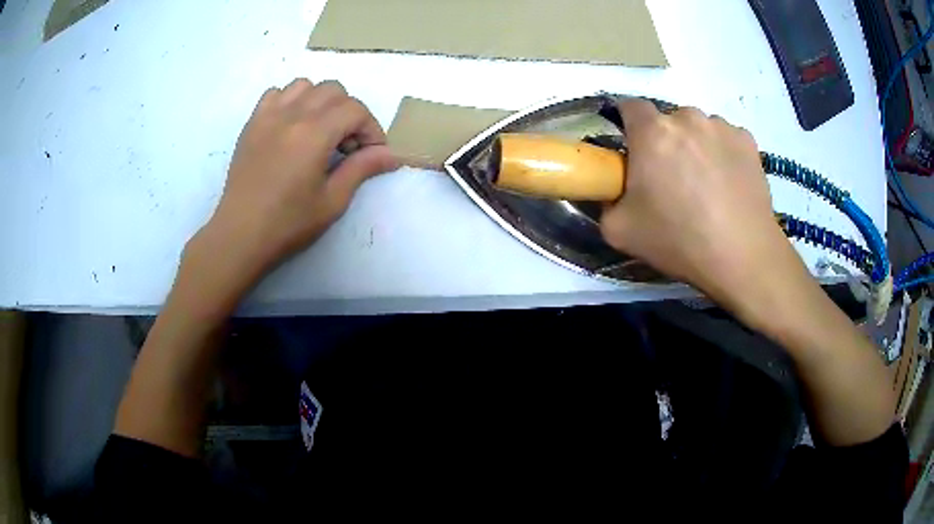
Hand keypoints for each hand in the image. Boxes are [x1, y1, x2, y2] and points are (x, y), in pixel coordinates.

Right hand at [600, 99, 807, 321]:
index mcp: (652, 132)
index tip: (633, 149)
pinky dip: (723, 154)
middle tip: (672, 179)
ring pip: (699, 128)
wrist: (743, 256)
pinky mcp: (747, 141)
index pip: (629, 106)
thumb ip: (606, 202)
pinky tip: (729, 185)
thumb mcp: (620, 232)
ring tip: (706, 185)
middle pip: (668, 120)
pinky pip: (726, 139)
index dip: (627, 123)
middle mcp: (687, 117)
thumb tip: (612, 191)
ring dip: (696, 146)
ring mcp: (722, 126)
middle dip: (665, 141)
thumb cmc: (680, 241)